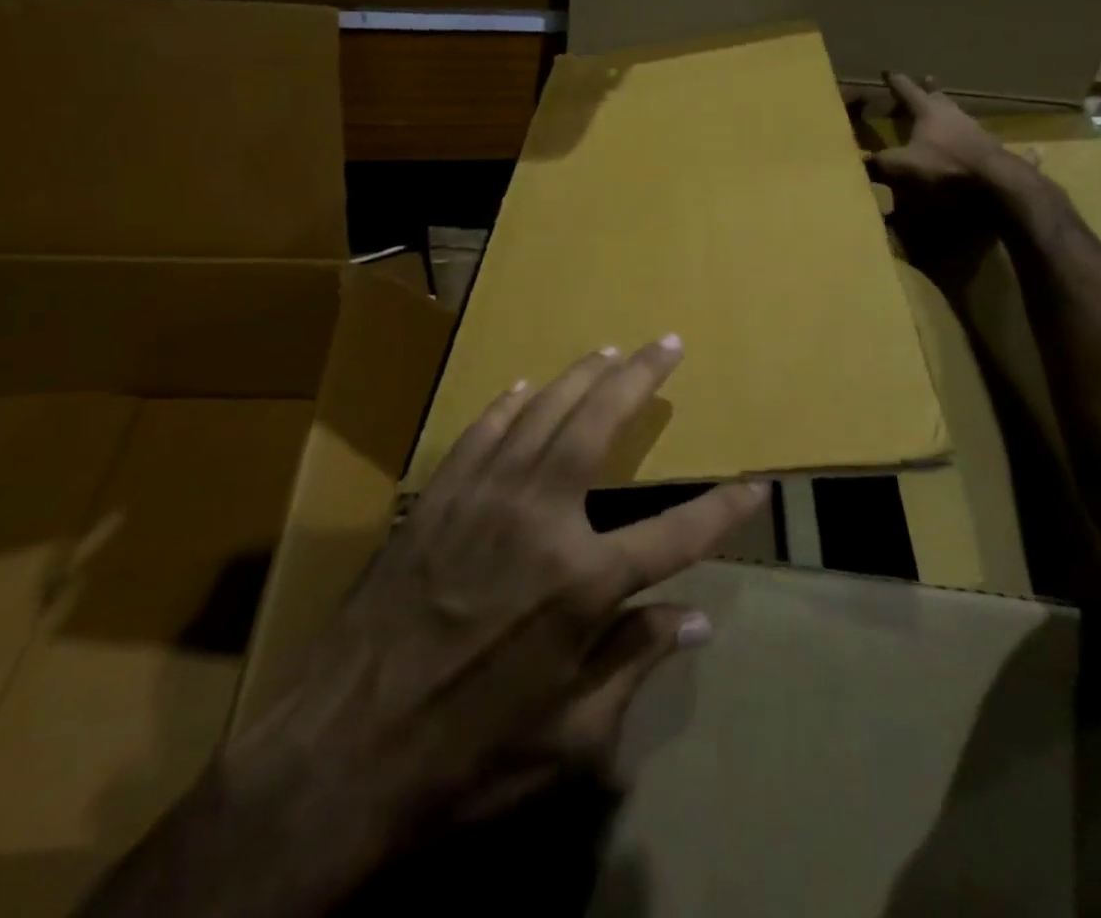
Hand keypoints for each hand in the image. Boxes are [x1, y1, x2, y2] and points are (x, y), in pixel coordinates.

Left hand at [195, 339, 767, 915]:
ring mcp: (483, 498)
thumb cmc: (468, 757)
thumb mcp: (571, 740)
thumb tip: (694, 622)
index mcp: (583, 583)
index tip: (756, 485)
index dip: (723, 510)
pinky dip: (507, 407)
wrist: (344, 749)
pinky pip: (480, 434)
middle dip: (640, 379)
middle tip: (666, 343)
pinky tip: (521, 388)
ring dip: (579, 377)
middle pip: (600, 427)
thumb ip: (635, 666)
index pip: (676, 534)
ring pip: (542, 414)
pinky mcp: (436, 497)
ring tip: (608, 351)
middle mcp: (539, 519)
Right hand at [866, 72, 1026, 291]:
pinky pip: (1005, 149)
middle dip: (930, 90)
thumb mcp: (901, 167)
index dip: (896, 82)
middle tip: (928, 79)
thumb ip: (877, 164)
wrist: (994, 184)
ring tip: (951, 112)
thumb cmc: (943, 168)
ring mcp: (980, 132)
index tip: (888, 72)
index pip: (908, 92)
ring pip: (964, 118)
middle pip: (940, 98)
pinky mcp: (999, 153)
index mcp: (929, 113)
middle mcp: (956, 116)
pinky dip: (1016, 150)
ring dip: (955, 114)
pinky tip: (1038, 151)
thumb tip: (857, 161)